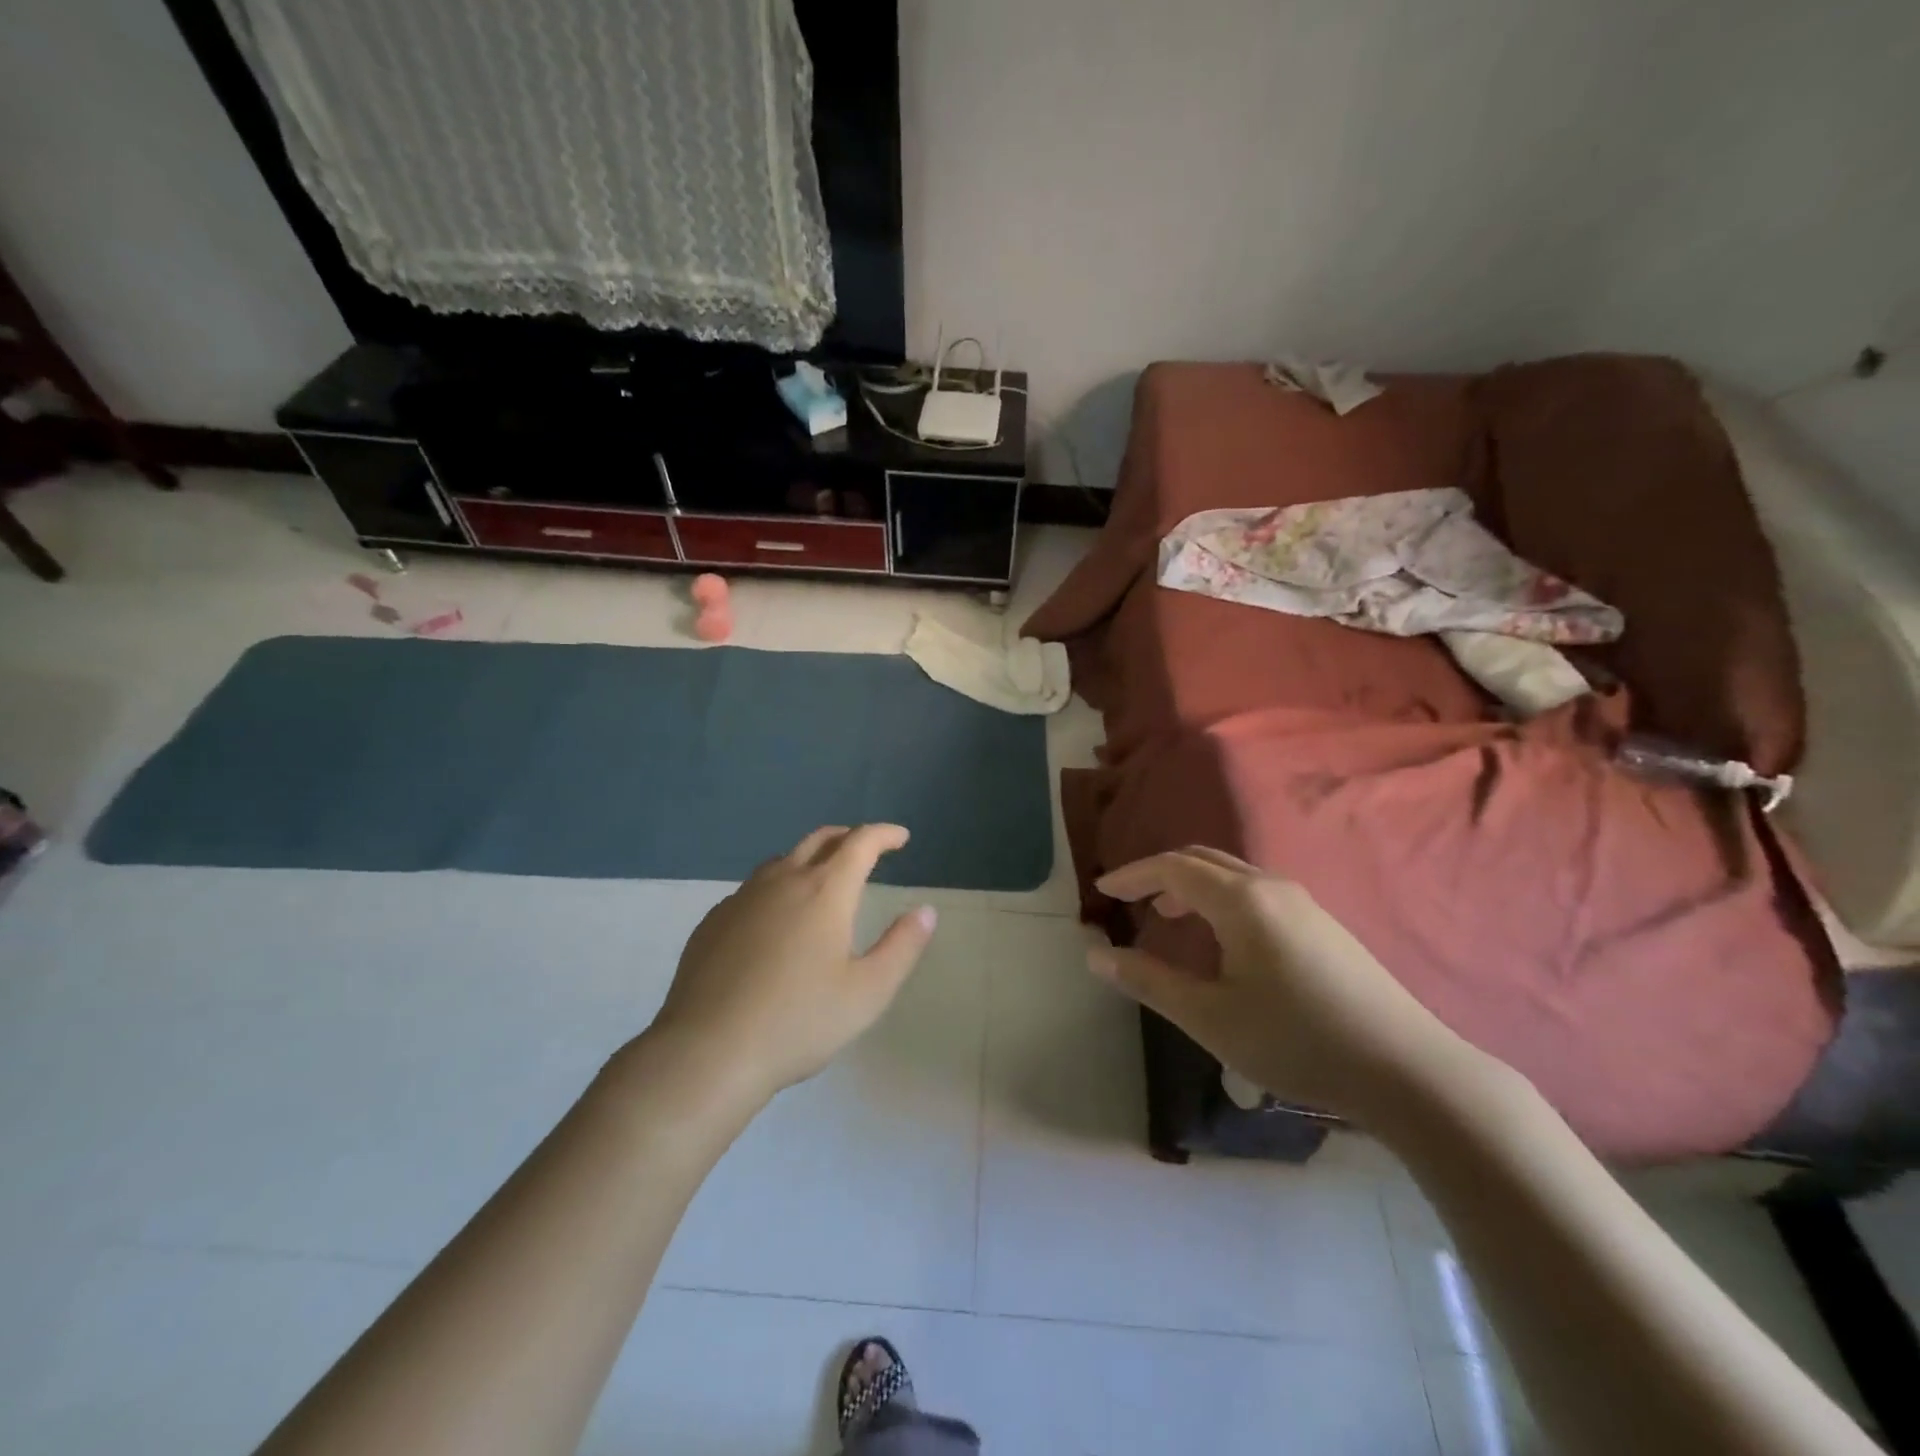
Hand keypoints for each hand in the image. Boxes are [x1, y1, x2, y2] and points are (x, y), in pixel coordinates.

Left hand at [648, 824, 937, 1102]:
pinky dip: (777, 887)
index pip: (861, 843)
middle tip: (866, 848)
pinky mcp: (713, 921)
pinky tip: (775, 920)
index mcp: (825, 891)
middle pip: (819, 840)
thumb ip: (902, 947)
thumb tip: (925, 911)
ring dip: (810, 859)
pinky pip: (753, 889)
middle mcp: (782, 881)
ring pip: (782, 861)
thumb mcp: (867, 992)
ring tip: (822, 879)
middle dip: (848, 837)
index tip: (901, 838)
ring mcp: (742, 898)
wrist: (707, 1051)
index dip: (884, 834)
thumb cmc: (798, 1022)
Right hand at [1090, 847, 1478, 1122]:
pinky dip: (1220, 899)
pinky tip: (1222, 940)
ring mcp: (1304, 904)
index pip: (1172, 868)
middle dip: (1160, 873)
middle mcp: (1272, 887)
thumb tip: (1097, 956)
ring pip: (1232, 875)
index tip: (1102, 889)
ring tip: (1168, 915)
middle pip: (1203, 860)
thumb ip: (1149, 982)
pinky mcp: (1323, 926)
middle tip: (1130, 899)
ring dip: (1192, 886)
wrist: (1409, 1071)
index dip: (1133, 875)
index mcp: (1242, 900)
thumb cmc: (1297, 1042)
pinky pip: (1256, 893)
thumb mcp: (1210, 1018)